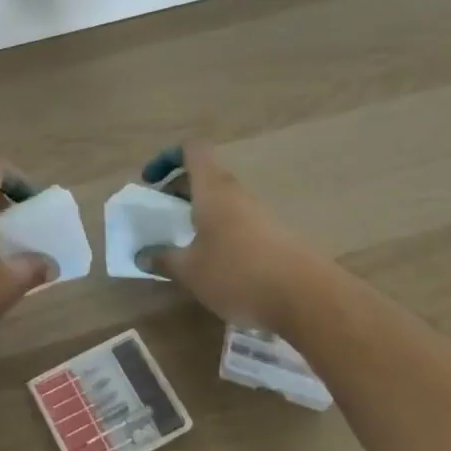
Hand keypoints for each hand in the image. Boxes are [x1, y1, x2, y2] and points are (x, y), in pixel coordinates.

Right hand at [138, 142, 336, 328]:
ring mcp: (261, 214)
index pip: (192, 150)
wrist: (309, 299)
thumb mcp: (190, 271)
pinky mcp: (278, 237)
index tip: (152, 182)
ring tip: (188, 246)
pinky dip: (223, 234)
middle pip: (206, 176)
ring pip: (224, 201)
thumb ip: (163, 259)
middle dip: (180, 191)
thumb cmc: (239, 273)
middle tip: (165, 217)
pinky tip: (219, 267)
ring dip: (202, 214)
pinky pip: (241, 223)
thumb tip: (141, 256)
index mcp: (213, 189)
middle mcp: (238, 193)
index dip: (168, 158)